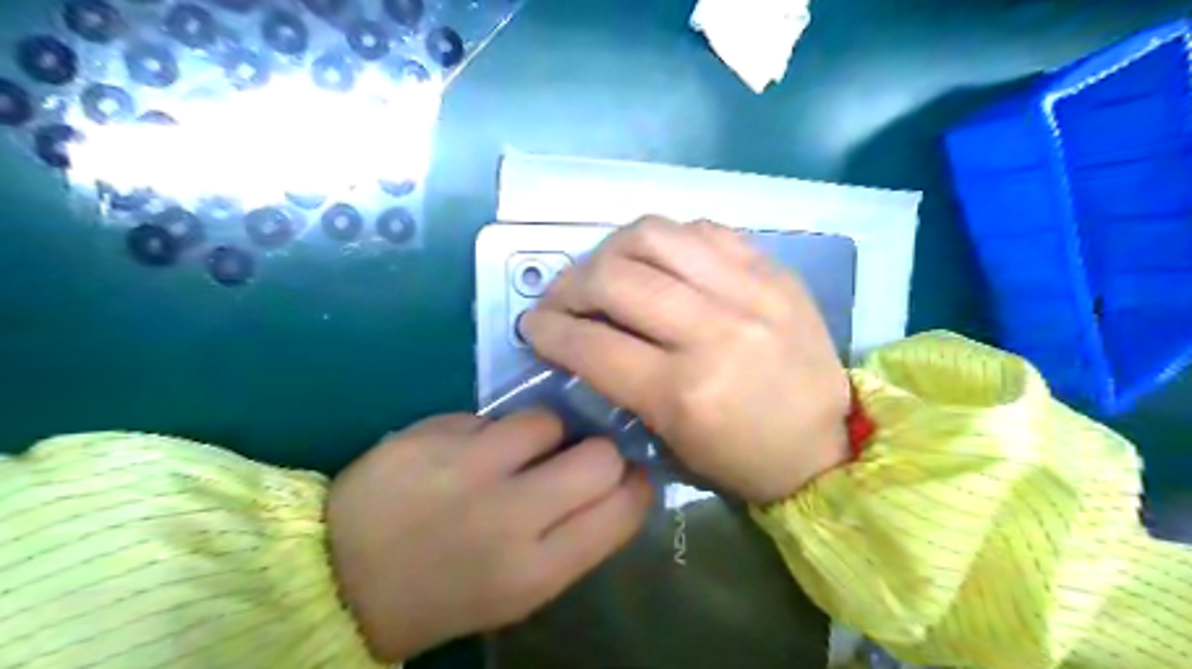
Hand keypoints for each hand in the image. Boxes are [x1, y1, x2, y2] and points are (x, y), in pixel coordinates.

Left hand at [325, 412, 650, 660]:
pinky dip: (491, 432)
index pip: (622, 508)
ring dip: (543, 434)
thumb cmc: (447, 591)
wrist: (341, 579)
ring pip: (547, 420)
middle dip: (599, 452)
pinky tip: (466, 453)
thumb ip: (576, 537)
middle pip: (599, 456)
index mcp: (536, 570)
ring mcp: (467, 468)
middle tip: (577, 458)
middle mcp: (509, 516)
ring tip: (515, 452)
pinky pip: (492, 416)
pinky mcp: (432, 434)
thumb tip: (619, 481)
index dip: (637, 484)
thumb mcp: (521, 588)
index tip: (629, 474)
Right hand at [524, 216, 846, 504]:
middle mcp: (714, 331)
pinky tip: (658, 263)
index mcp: (686, 392)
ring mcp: (749, 290)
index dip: (549, 329)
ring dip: (610, 249)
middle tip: (562, 298)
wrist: (826, 443)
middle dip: (570, 284)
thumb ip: (620, 381)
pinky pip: (701, 230)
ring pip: (653, 236)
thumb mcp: (670, 439)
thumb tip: (579, 334)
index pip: (593, 343)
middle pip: (615, 277)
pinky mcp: (773, 269)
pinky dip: (666, 242)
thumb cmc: (742, 459)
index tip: (533, 325)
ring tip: (603, 270)